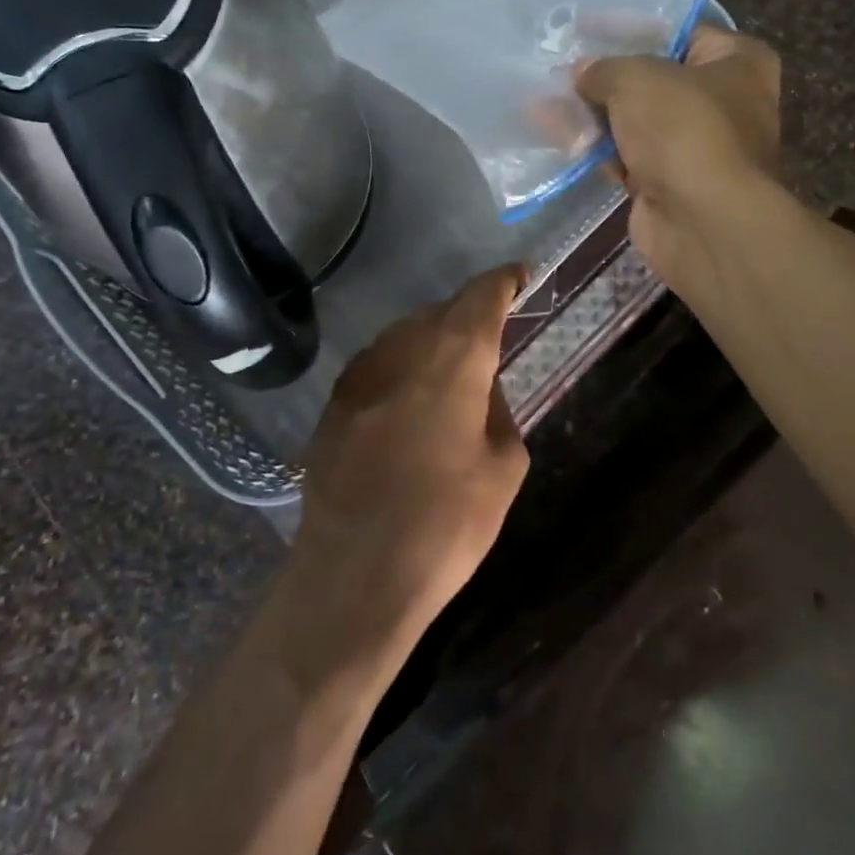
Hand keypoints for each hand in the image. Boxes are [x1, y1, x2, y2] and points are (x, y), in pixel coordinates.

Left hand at [288, 265, 529, 660]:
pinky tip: (407, 405)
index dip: (504, 281)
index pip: (482, 295)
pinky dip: (401, 368)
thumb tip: (483, 388)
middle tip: (490, 343)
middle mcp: (403, 348)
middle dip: (469, 317)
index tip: (521, 278)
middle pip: (442, 310)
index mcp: (455, 358)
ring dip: (432, 342)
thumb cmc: (445, 526)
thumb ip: (500, 410)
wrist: (355, 576)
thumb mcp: (502, 469)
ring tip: (449, 377)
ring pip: (405, 334)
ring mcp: (362, 372)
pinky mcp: (334, 401)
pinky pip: (378, 364)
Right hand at [575, 25, 780, 281]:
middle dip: (605, 74)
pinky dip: (593, 145)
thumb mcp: (638, 78)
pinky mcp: (666, 181)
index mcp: (737, 62)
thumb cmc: (684, 129)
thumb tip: (581, 72)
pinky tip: (553, 131)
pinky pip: (623, 154)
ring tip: (543, 96)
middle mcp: (722, 101)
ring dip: (591, 111)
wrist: (703, 221)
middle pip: (653, 77)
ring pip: (634, 119)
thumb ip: (604, 68)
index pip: (681, 30)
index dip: (632, 27)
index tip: (587, 26)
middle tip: (559, 63)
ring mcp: (694, 145)